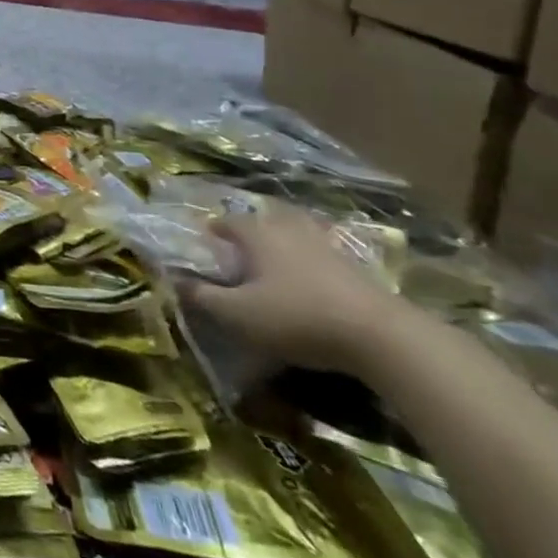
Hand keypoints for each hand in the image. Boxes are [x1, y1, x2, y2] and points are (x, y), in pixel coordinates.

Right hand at [178, 207, 416, 377]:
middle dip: (248, 234)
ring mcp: (325, 244)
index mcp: (256, 233)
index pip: (225, 221)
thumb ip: (203, 297)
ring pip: (294, 235)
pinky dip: (310, 264)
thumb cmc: (297, 318)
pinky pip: (321, 255)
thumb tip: (175, 281)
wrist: (381, 336)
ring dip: (282, 246)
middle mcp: (288, 228)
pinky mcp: (354, 267)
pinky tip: (310, 286)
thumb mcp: (239, 314)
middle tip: (239, 256)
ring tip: (274, 268)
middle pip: (262, 222)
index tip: (204, 246)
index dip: (211, 232)